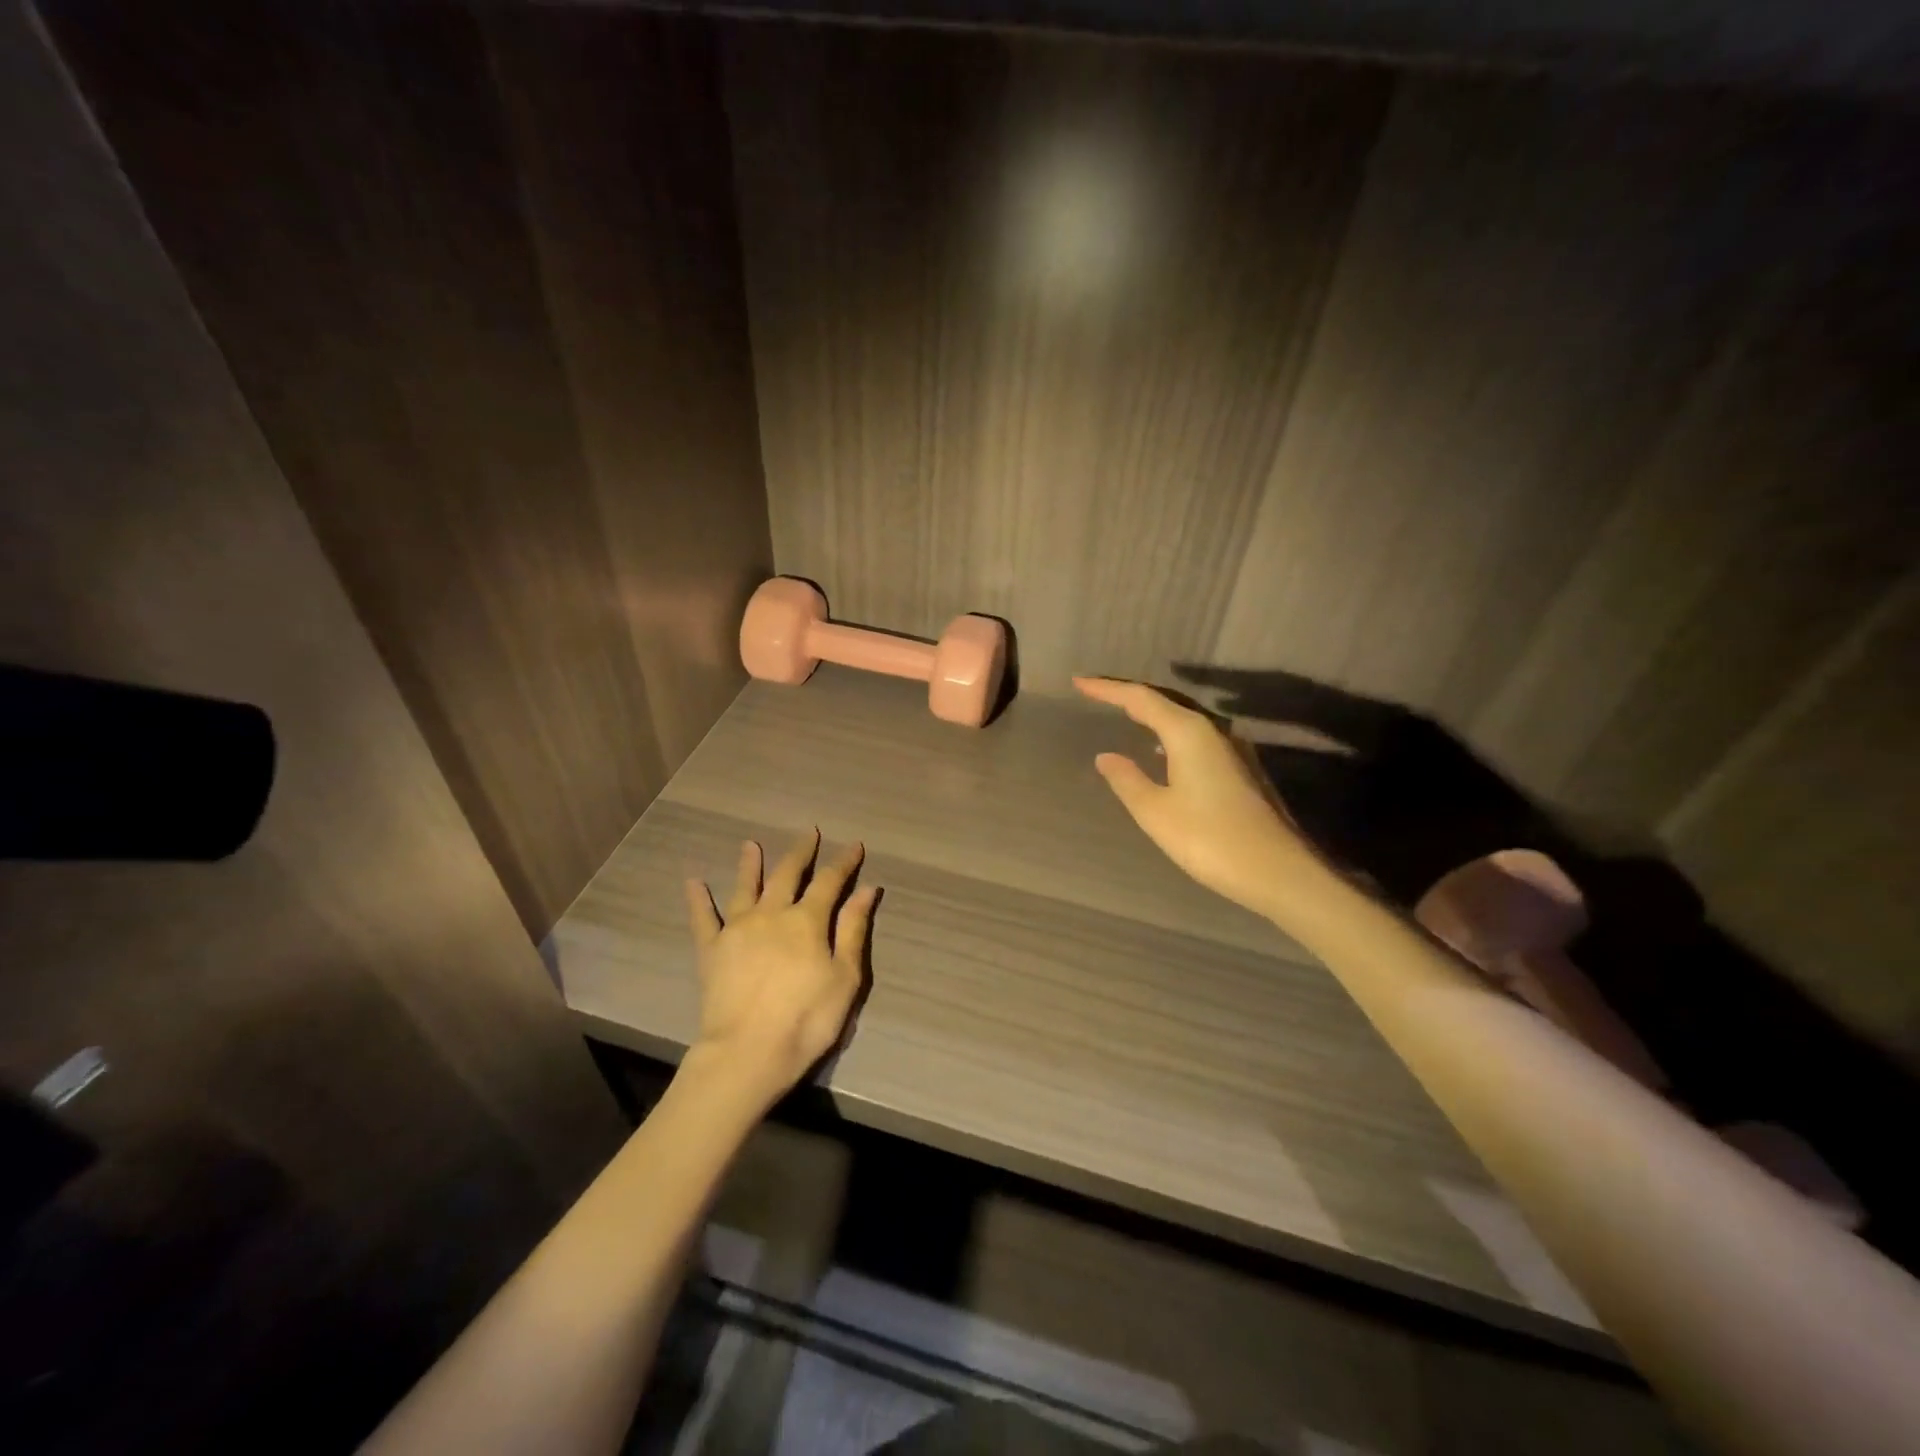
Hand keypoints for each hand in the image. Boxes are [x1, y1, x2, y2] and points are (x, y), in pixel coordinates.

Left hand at [683, 830, 876, 1110]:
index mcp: (807, 921)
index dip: (843, 862)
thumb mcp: (845, 978)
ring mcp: (737, 930)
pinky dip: (698, 899)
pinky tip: (693, 881)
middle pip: (787, 874)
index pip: (830, 881)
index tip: (854, 845)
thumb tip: (867, 889)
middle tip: (807, 832)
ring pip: (745, 887)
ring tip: (750, 844)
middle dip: (800, 852)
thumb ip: (853, 930)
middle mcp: (772, 914)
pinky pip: (702, 919)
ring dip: (749, 864)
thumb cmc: (807, 1020)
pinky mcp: (711, 950)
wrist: (747, 1053)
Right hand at [1074, 676, 1328, 920]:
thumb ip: (1127, 780)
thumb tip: (1106, 756)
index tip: (1079, 682)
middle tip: (1098, 694)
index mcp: (1189, 733)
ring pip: (1184, 719)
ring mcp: (1233, 749)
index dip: (1108, 689)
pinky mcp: (1242, 769)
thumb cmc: (1209, 839)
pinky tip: (1162, 751)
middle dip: (1129, 696)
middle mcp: (1214, 731)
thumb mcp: (1156, 812)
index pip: (1141, 698)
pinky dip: (1171, 733)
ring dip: (1153, 713)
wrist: (1278, 872)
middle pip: (1165, 701)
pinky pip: (1197, 736)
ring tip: (1125, 716)